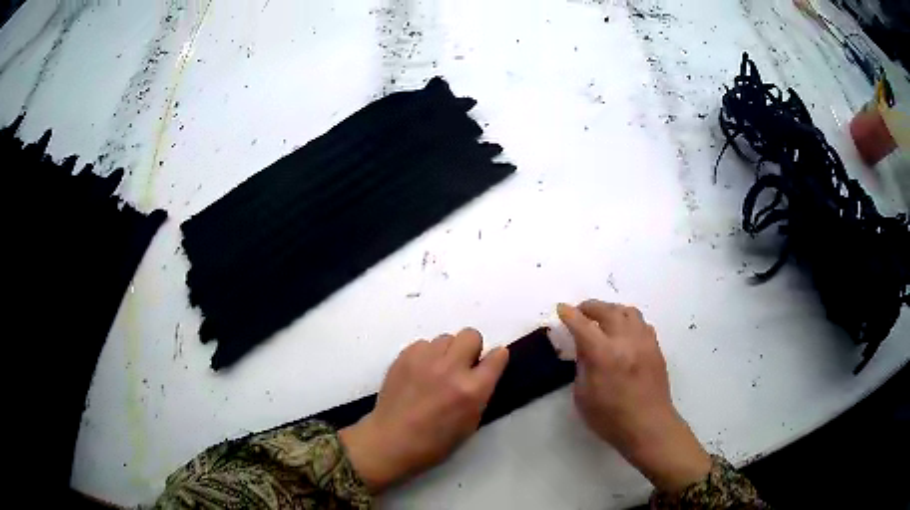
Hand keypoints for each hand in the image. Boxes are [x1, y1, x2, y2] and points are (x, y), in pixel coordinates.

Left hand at [339, 328, 508, 492]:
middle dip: (471, 349)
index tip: (492, 363)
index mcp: (472, 389)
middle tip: (462, 367)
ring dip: (446, 352)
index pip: (497, 356)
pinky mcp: (404, 356)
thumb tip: (482, 373)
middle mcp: (451, 368)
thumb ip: (480, 393)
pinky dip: (425, 355)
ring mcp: (425, 359)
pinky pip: (423, 344)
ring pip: (446, 338)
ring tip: (436, 371)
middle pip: (471, 335)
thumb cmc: (435, 442)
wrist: (391, 440)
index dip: (496, 358)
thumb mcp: (471, 423)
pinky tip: (419, 373)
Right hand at [558, 300, 710, 492]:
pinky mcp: (655, 347)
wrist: (648, 426)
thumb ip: (582, 366)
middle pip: (608, 310)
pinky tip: (623, 332)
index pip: (583, 325)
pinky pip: (641, 323)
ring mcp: (644, 342)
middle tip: (580, 311)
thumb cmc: (610, 418)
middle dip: (590, 307)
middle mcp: (625, 341)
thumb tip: (582, 346)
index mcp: (604, 354)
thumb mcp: (583, 396)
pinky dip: (628, 321)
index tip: (562, 309)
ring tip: (603, 318)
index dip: (569, 315)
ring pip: (628, 312)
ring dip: (612, 310)